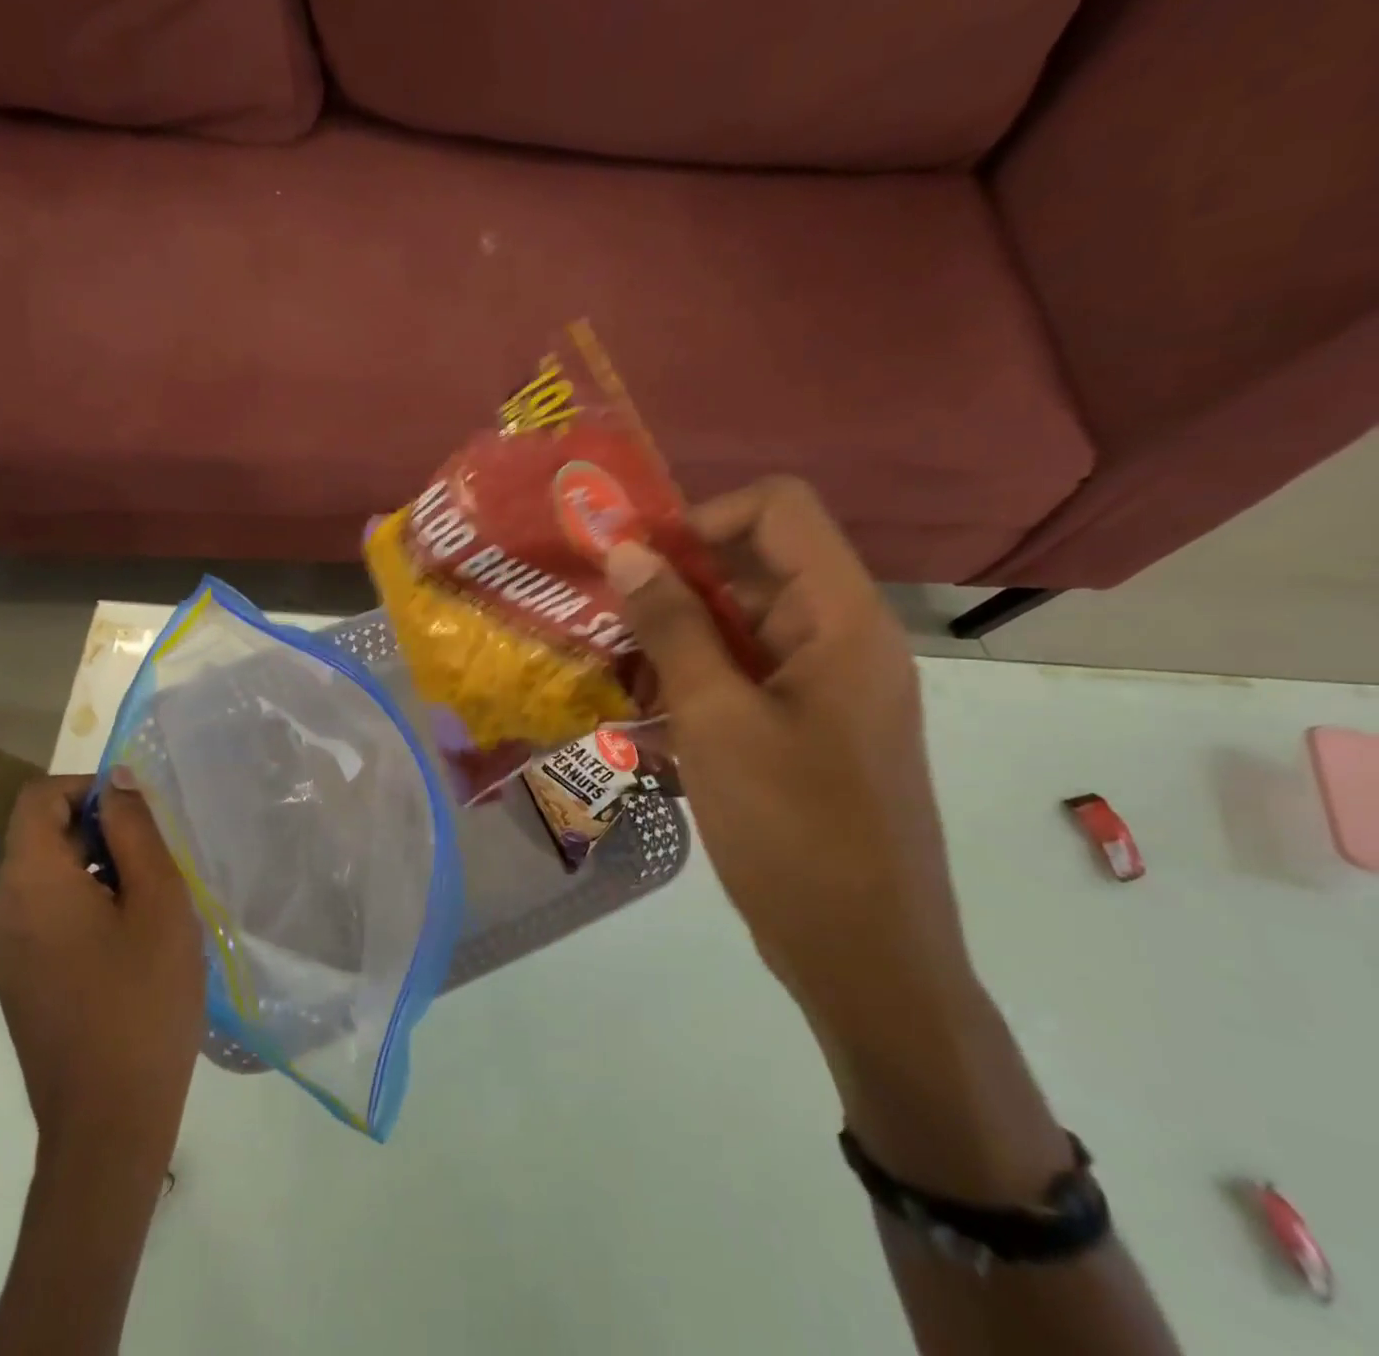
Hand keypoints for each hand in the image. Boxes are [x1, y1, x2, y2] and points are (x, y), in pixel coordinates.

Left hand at [0, 773, 205, 1146]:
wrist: (109, 1119)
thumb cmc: (144, 998)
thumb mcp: (158, 901)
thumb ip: (136, 831)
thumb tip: (117, 780)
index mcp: (29, 882)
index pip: (39, 797)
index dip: (89, 788)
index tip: (140, 816)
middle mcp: (0, 908)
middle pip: (43, 834)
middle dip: (102, 832)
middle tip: (160, 866)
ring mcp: (3, 947)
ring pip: (49, 874)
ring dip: (100, 869)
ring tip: (152, 906)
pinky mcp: (15, 976)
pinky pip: (45, 911)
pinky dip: (85, 902)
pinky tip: (129, 941)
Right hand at [606, 478, 975, 1045]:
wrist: (866, 959)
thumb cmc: (794, 833)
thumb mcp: (717, 720)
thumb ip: (672, 626)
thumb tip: (629, 550)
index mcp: (840, 618)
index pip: (777, 509)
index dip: (702, 519)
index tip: (635, 563)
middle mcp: (840, 637)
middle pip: (752, 566)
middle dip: (672, 584)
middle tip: (603, 621)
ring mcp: (823, 686)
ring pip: (739, 625)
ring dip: (673, 639)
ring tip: (613, 675)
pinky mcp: (805, 728)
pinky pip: (742, 677)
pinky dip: (691, 682)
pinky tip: (644, 718)